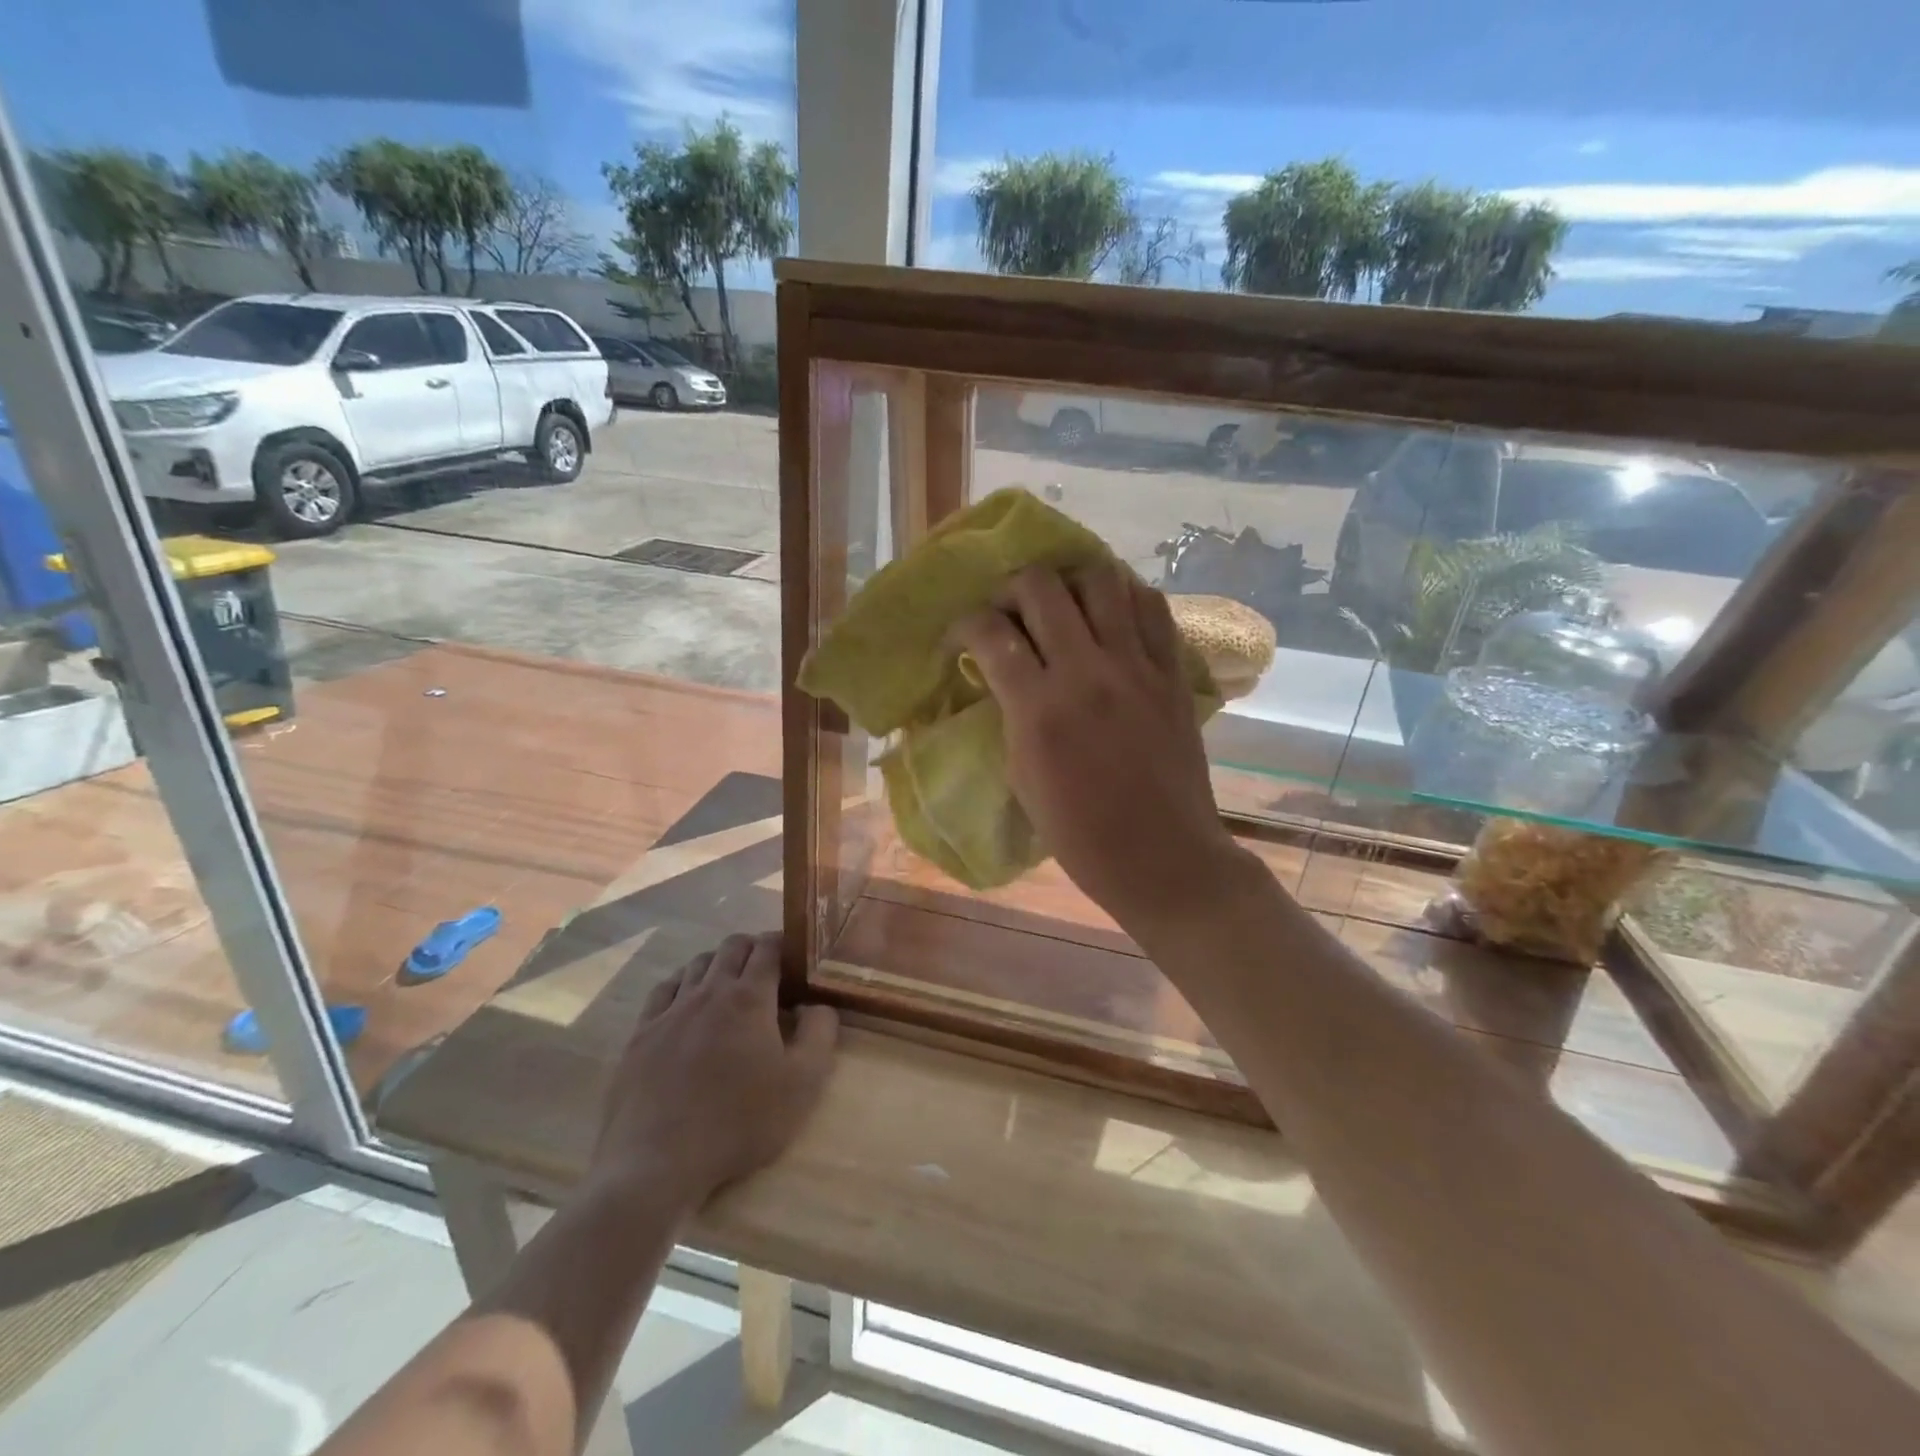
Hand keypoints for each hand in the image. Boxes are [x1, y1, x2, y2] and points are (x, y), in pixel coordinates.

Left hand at [586, 933, 837, 1214]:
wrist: (657, 1162)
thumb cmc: (740, 1122)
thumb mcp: (803, 1083)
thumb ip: (820, 1033)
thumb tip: (817, 1004)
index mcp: (750, 998)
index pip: (768, 946)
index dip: (785, 942)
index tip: (798, 955)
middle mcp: (709, 991)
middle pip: (732, 946)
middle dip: (754, 947)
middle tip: (770, 972)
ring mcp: (670, 1010)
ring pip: (698, 963)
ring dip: (719, 963)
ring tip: (731, 986)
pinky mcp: (641, 1033)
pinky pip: (664, 989)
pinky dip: (683, 983)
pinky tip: (687, 1001)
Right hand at [954, 563, 1240, 929]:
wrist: (1163, 858)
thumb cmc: (1080, 835)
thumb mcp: (1022, 776)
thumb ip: (1011, 713)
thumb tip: (1003, 674)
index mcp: (1040, 709)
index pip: (991, 633)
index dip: (964, 625)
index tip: (961, 638)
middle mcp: (1087, 672)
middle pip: (1041, 586)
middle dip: (1011, 589)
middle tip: (1009, 613)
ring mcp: (1136, 667)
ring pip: (1101, 579)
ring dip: (1070, 582)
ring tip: (1062, 604)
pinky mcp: (1173, 672)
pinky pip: (1152, 607)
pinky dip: (1124, 597)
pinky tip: (1110, 613)